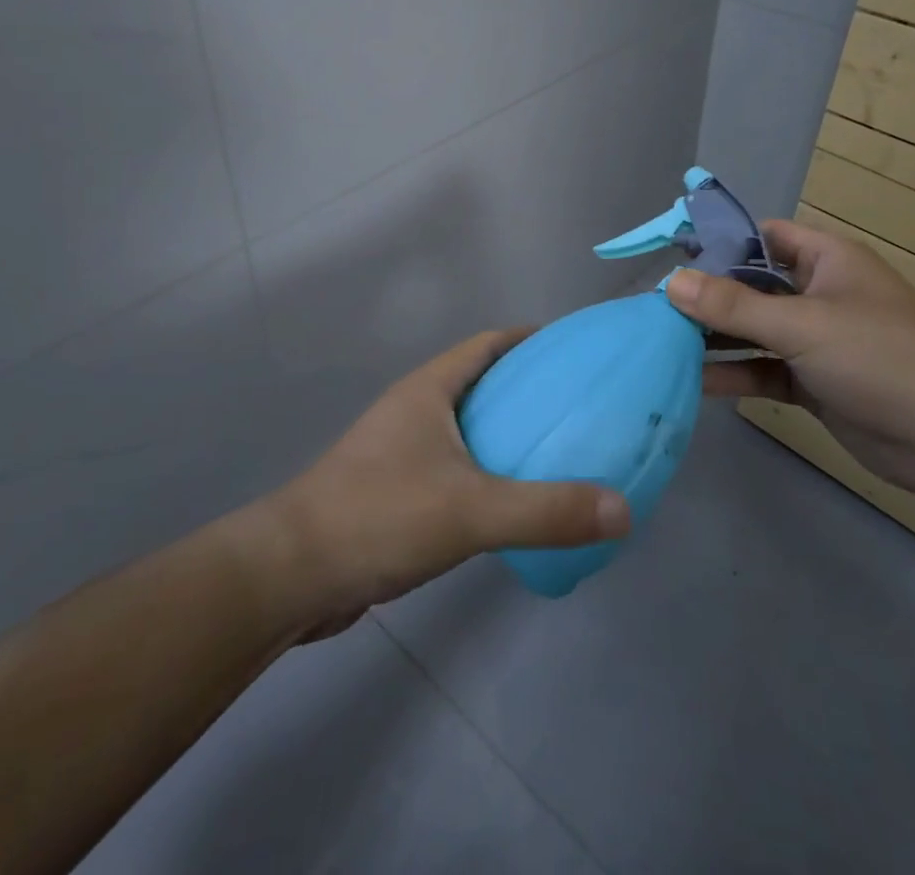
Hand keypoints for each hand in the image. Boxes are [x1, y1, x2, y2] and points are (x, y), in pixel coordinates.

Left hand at [255, 330, 632, 633]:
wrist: (290, 574)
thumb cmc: (379, 516)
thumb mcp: (472, 511)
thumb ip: (547, 511)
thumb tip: (623, 509)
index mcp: (429, 390)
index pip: (486, 344)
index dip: (528, 340)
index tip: (572, 351)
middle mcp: (413, 410)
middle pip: (479, 383)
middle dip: (525, 389)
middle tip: (577, 407)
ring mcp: (398, 452)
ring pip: (464, 429)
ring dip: (504, 434)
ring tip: (555, 453)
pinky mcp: (391, 492)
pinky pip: (452, 468)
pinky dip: (484, 474)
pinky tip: (510, 504)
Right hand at [670, 218, 914, 508]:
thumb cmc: (879, 356)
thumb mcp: (802, 324)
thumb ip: (733, 306)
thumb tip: (671, 284)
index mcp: (826, 260)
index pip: (764, 237)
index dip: (721, 243)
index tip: (673, 257)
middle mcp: (819, 294)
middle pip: (753, 286)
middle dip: (709, 297)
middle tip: (655, 307)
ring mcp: (818, 341)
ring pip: (756, 331)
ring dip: (716, 338)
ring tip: (662, 343)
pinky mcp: (815, 384)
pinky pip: (765, 370)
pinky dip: (735, 375)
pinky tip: (693, 382)